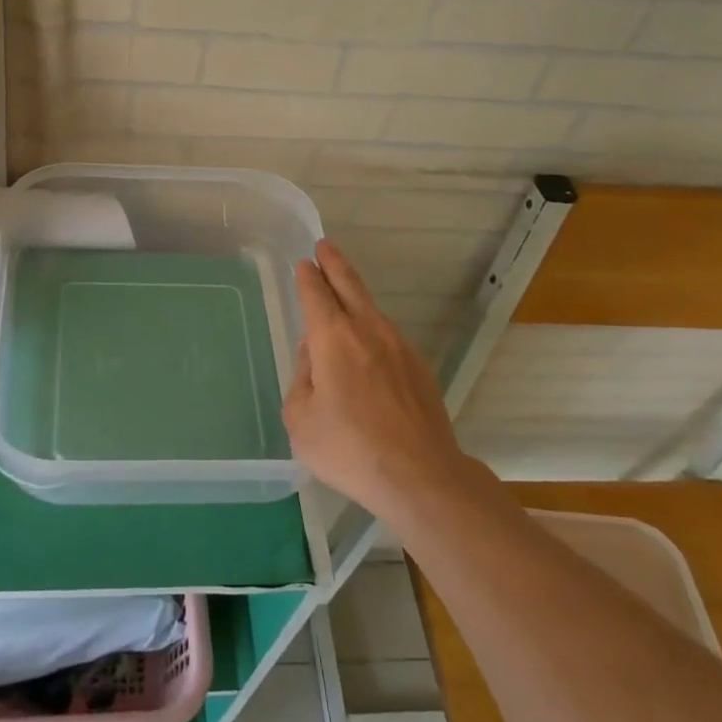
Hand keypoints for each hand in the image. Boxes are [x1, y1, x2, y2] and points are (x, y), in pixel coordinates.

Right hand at [283, 240, 471, 514]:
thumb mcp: (301, 418)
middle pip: (349, 286)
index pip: (316, 294)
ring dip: (354, 295)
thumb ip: (302, 379)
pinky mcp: (419, 368)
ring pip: (372, 310)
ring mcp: (399, 347)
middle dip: (335, 264)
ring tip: (342, 292)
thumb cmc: (349, 448)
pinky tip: (367, 346)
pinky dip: (371, 328)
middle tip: (325, 246)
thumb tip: (315, 357)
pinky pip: (387, 337)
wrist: (420, 476)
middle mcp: (368, 331)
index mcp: (333, 338)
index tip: (304, 264)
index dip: (308, 277)